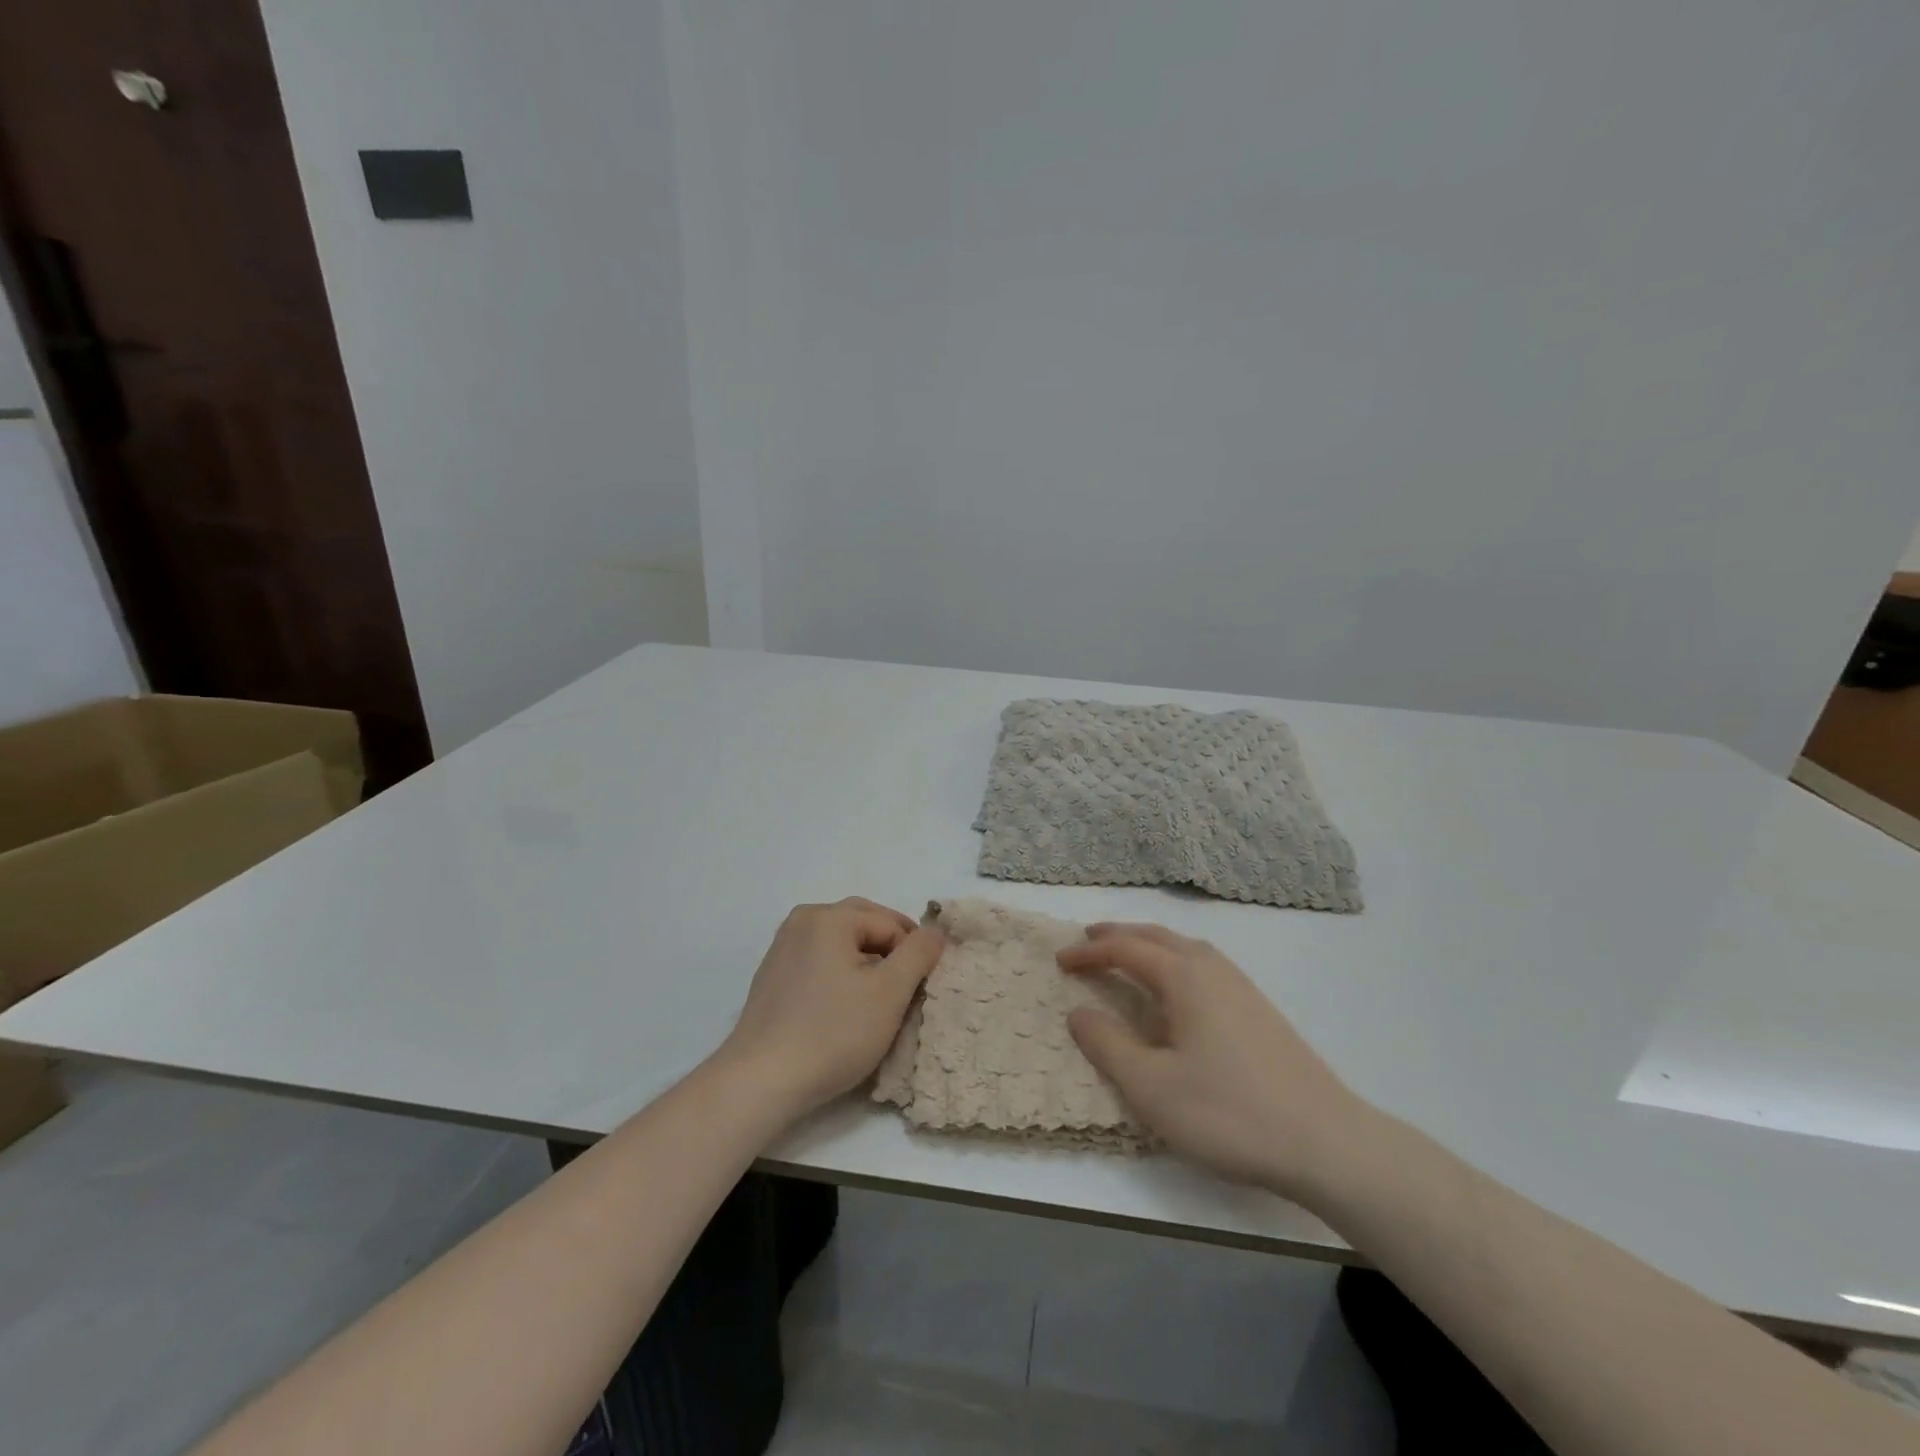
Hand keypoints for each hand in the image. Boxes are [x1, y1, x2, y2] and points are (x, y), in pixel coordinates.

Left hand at [717, 898, 944, 1120]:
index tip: (922, 989)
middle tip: (907, 986)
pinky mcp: (772, 975)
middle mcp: (802, 921)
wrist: (761, 1080)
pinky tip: (844, 1007)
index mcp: (829, 917)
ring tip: (879, 998)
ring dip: (866, 961)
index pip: (890, 924)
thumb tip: (935, 932)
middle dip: (890, 949)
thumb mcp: (889, 993)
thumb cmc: (832, 1033)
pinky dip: (840, 973)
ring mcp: (783, 947)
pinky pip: (819, 960)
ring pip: (840, 942)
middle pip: (863, 923)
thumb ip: (918, 954)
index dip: (913, 953)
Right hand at [1058, 923, 1372, 1200]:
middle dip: (1118, 935)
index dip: (1089, 952)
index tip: (1059, 961)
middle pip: (1156, 936)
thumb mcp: (1152, 1087)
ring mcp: (1241, 986)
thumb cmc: (1229, 1113)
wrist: (1327, 1142)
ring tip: (1126, 957)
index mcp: (1184, 977)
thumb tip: (1078, 1011)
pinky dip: (1174, 960)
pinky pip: (1203, 964)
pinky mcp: (1259, 1009)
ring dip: (1148, 944)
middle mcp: (1212, 968)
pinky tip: (1177, 989)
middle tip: (1087, 942)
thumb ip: (1108, 1045)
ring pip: (1184, 947)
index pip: (1125, 949)